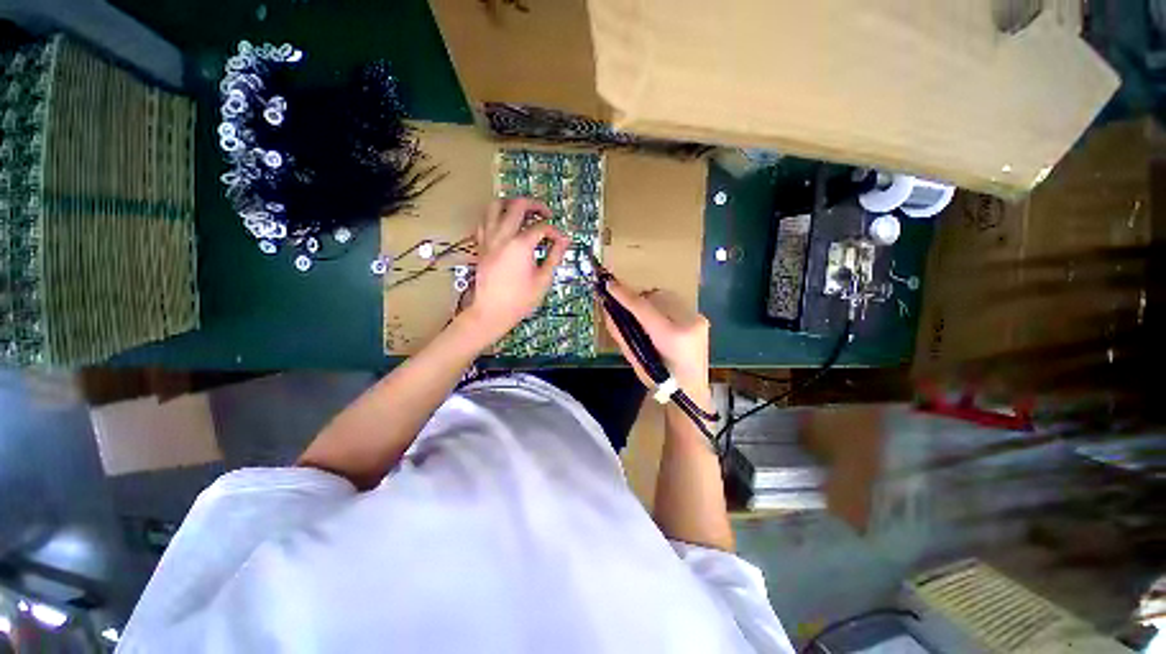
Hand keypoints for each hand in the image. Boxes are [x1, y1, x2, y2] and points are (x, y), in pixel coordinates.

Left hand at [459, 198, 569, 345]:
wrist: (491, 312)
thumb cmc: (520, 299)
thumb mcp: (543, 280)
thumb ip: (554, 256)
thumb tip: (565, 240)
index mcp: (520, 245)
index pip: (541, 227)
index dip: (555, 232)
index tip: (562, 241)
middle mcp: (503, 236)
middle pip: (518, 205)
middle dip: (535, 205)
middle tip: (546, 213)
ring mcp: (488, 239)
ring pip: (495, 206)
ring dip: (511, 203)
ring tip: (523, 211)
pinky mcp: (481, 246)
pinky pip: (484, 221)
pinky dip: (495, 216)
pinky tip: (504, 224)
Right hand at [602, 280, 712, 412]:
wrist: (691, 392)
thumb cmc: (659, 381)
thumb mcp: (636, 361)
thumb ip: (622, 334)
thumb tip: (608, 312)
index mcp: (671, 338)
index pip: (644, 309)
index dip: (624, 295)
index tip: (609, 284)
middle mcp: (689, 323)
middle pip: (656, 297)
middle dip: (638, 299)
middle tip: (624, 307)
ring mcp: (698, 319)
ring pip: (667, 297)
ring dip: (650, 302)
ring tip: (642, 316)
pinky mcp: (701, 318)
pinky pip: (675, 304)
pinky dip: (661, 308)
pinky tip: (658, 321)